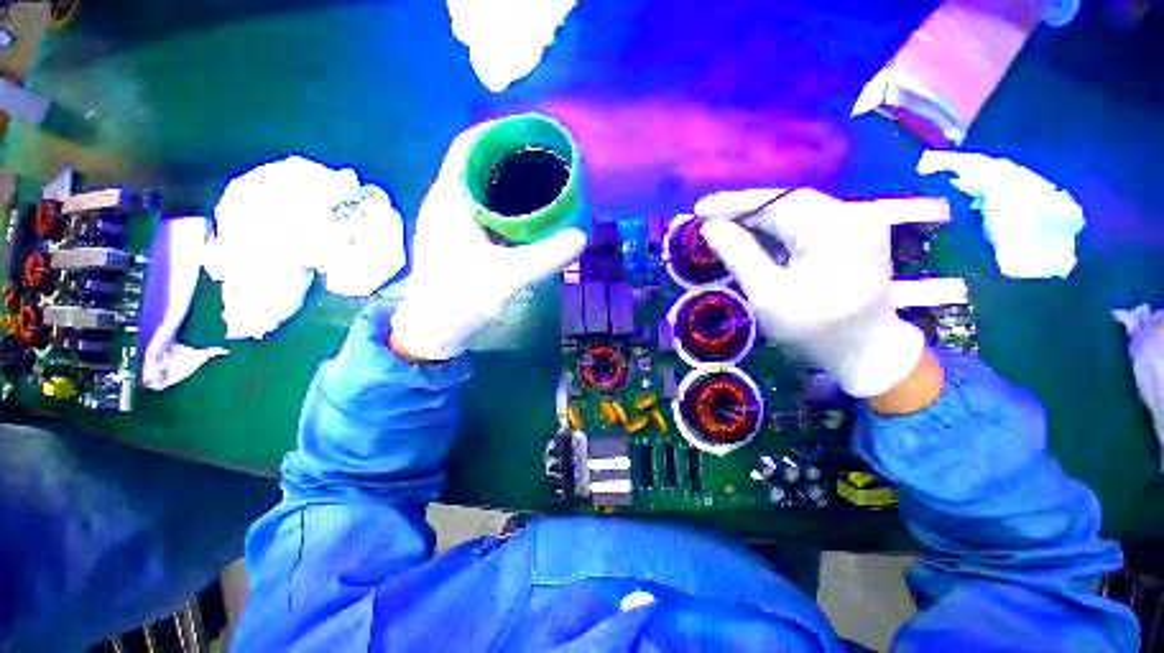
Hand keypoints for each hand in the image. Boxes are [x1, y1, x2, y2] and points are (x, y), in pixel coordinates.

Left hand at [391, 123, 587, 360]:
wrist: (432, 330)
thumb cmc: (461, 298)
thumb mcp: (508, 276)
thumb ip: (546, 256)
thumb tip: (582, 236)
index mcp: (449, 199)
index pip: (468, 145)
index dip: (498, 131)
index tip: (531, 133)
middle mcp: (445, 202)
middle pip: (477, 163)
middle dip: (510, 156)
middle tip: (546, 162)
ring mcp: (449, 222)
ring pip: (479, 186)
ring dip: (506, 181)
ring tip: (540, 184)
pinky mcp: (456, 240)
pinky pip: (481, 208)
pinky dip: (503, 204)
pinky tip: (524, 216)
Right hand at [697, 188, 925, 397]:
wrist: (866, 352)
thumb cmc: (813, 329)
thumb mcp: (766, 293)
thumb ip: (737, 254)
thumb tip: (711, 227)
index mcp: (833, 229)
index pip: (775, 202)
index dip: (733, 204)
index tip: (699, 210)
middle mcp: (852, 214)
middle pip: (788, 201)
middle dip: (745, 210)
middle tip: (708, 218)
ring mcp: (859, 221)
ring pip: (797, 209)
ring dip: (760, 218)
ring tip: (725, 226)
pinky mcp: (857, 232)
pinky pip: (809, 220)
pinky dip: (779, 227)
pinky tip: (756, 234)